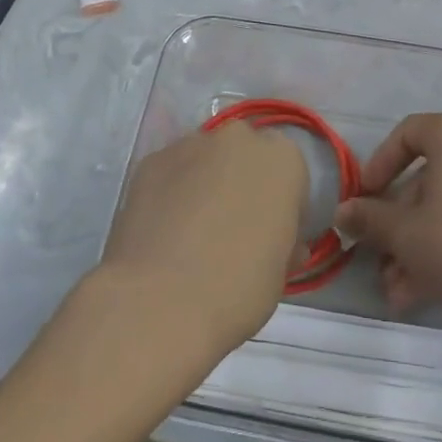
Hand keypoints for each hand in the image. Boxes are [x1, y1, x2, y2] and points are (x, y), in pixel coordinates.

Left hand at [99, 122, 307, 357]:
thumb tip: (277, 243)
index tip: (271, 235)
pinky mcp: (151, 160)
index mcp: (284, 160)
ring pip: (205, 159)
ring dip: (204, 183)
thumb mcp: (281, 272)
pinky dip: (170, 192)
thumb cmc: (239, 288)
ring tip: (190, 231)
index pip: (289, 174)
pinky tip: (162, 230)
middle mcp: (239, 139)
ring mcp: (191, 144)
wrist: (161, 302)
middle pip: (245, 155)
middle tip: (231, 228)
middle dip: (241, 182)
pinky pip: (170, 172)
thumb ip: (284, 242)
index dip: (281, 205)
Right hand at [335, 113, 441, 334]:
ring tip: (395, 289)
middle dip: (395, 222)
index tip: (363, 200)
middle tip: (376, 256)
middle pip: (424, 178)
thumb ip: (368, 218)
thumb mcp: (403, 234)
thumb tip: (343, 213)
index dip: (377, 166)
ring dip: (414, 244)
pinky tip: (420, 292)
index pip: (405, 134)